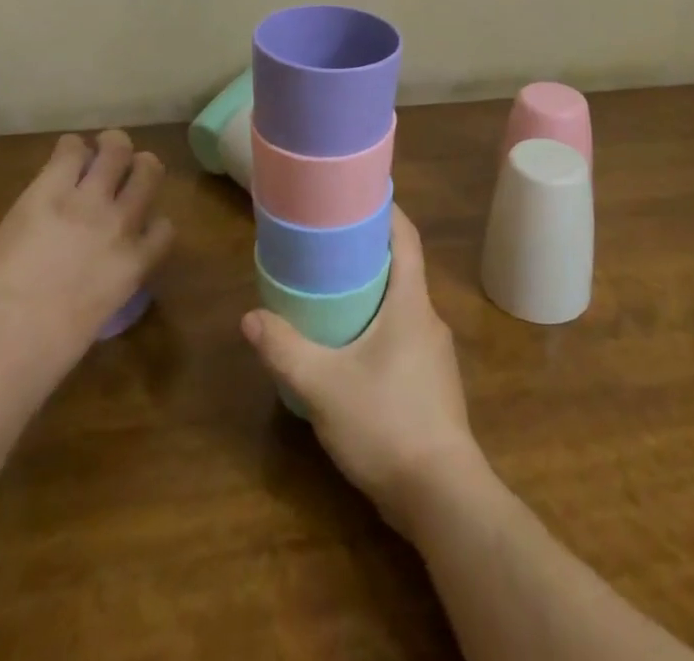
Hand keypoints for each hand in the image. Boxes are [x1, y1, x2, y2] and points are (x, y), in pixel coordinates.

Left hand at [0, 131, 173, 375]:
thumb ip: (102, 287)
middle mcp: (121, 223)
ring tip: (100, 147)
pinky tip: (63, 155)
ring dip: (111, 145)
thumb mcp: (93, 319)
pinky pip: (70, 150)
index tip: (138, 224)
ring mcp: (88, 202)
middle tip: (123, 168)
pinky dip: (70, 148)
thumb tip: (87, 280)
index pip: (164, 228)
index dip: (151, 220)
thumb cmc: (48, 351)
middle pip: (150, 172)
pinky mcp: (51, 189)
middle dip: (140, 166)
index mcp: (135, 264)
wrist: (10, 336)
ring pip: (118, 150)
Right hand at [241, 207, 487, 535]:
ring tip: (332, 290)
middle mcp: (429, 319)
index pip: (407, 238)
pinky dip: (378, 325)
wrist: (443, 498)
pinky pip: (403, 335)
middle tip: (328, 242)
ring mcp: (434, 354)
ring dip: (373, 291)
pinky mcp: (431, 384)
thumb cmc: (387, 424)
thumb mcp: (323, 386)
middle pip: (403, 268)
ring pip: (402, 305)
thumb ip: (285, 350)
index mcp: (412, 303)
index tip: (357, 195)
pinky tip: (350, 347)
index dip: (386, 210)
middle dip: (369, 251)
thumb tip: (249, 317)